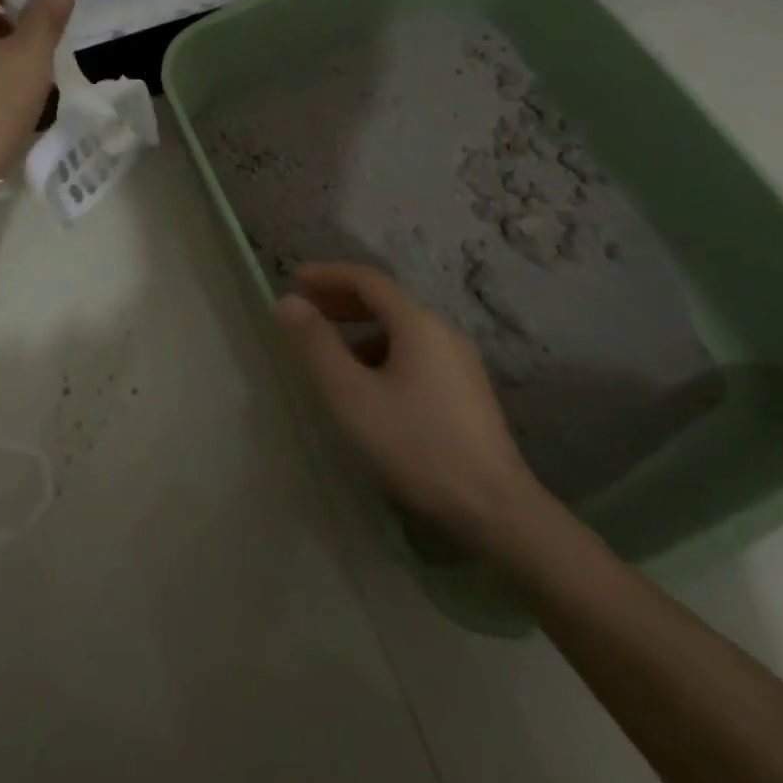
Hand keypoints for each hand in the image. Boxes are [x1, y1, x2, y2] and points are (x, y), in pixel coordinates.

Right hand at [275, 262, 546, 553]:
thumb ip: (316, 344)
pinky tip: (368, 383)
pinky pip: (415, 351)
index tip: (294, 279)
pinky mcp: (465, 388)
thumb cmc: (415, 444)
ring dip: (360, 327)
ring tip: (330, 350)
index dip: (327, 275)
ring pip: (400, 327)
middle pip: (385, 300)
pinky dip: (381, 350)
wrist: (495, 507)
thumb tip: (287, 302)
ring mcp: (459, 359)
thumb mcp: (351, 394)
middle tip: (306, 310)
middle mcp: (442, 330)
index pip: (366, 279)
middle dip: (341, 299)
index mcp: (417, 323)